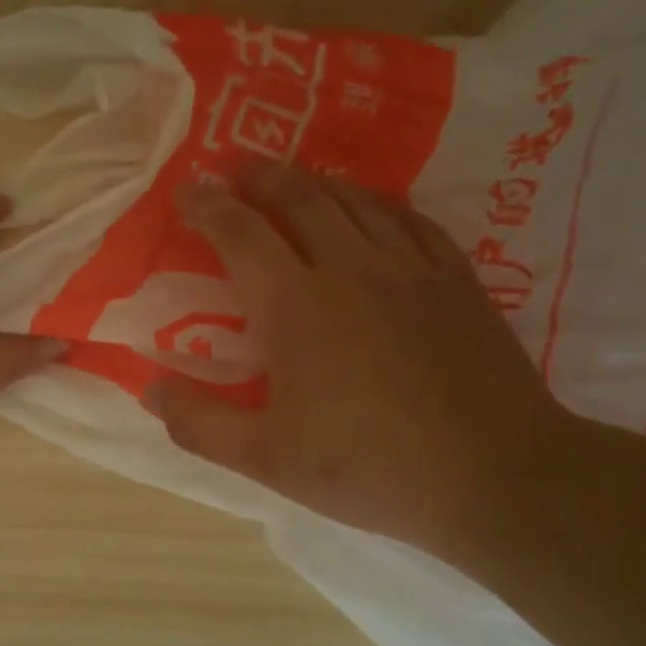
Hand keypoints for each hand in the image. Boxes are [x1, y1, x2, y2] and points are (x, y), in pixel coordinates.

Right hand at [150, 165, 574, 555]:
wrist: (496, 477)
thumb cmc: (369, 467)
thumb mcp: (265, 459)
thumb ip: (198, 423)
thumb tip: (150, 388)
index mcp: (294, 305)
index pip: (240, 234)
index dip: (208, 207)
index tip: (187, 190)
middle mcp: (349, 267)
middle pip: (299, 198)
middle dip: (260, 176)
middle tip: (235, 167)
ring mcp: (409, 268)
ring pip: (354, 200)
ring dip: (314, 181)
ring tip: (291, 178)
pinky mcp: (456, 280)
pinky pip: (409, 220)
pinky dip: (377, 203)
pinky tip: (371, 209)